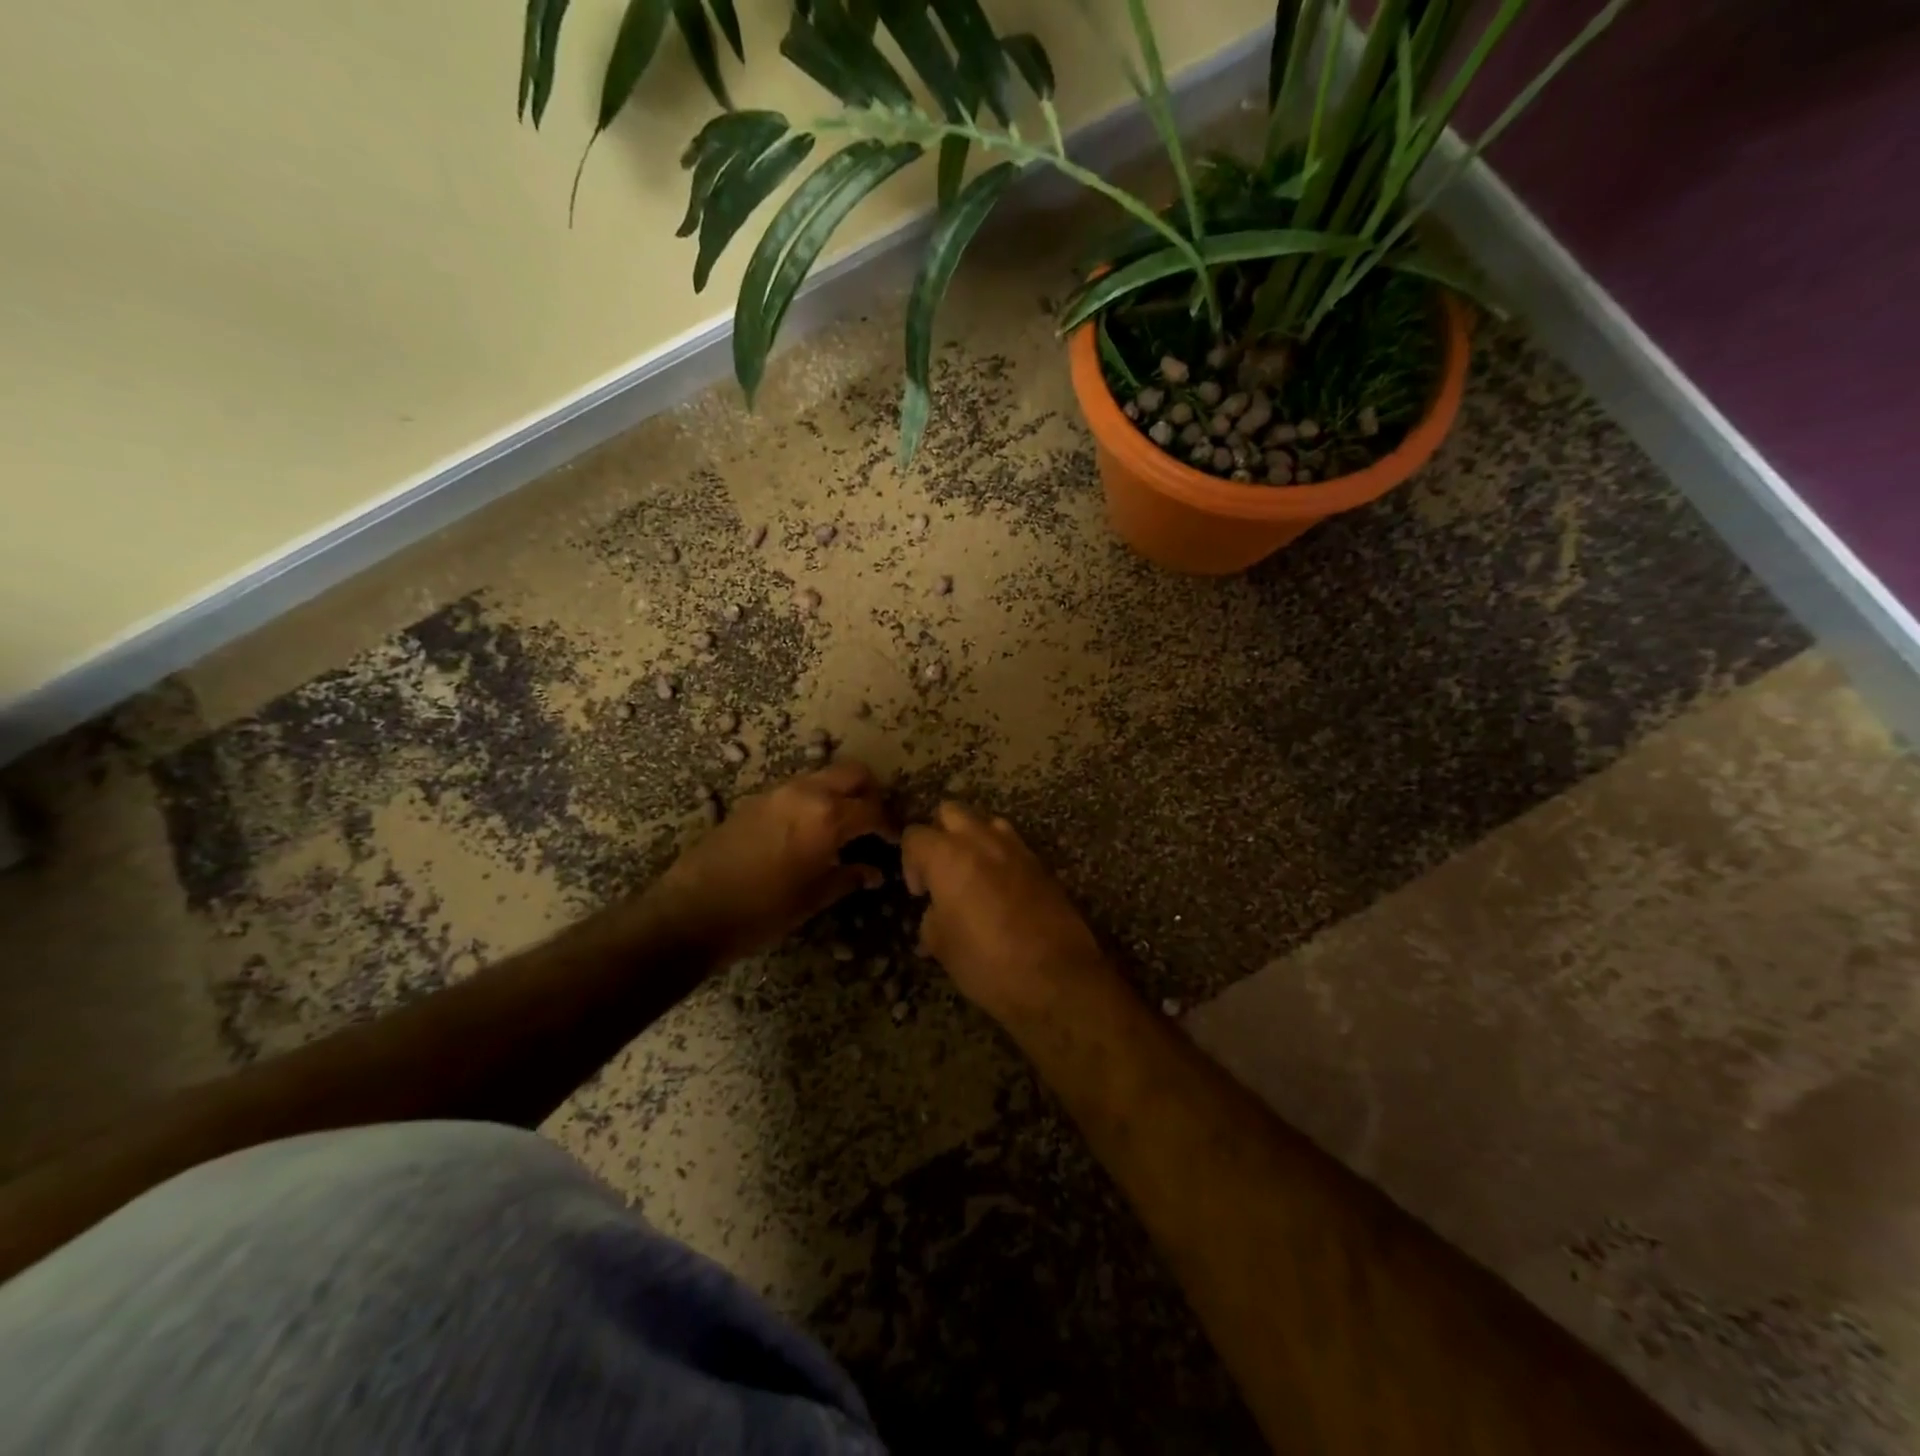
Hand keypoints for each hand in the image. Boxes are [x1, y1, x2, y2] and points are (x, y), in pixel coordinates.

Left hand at [644, 761, 896, 961]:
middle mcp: (806, 793)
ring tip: (843, 828)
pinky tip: (809, 831)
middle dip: (869, 794)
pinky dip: (814, 800)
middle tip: (872, 823)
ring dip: (840, 794)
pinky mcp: (756, 800)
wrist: (691, 911)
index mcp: (827, 817)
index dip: (890, 825)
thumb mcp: (812, 899)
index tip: (895, 841)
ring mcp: (778, 792)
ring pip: (823, 777)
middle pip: (853, 774)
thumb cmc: (761, 912)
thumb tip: (873, 872)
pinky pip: (798, 789)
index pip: (874, 810)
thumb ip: (848, 877)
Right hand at [901, 802, 1113, 1024]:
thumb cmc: (987, 963)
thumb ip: (931, 921)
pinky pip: (1014, 845)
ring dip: (974, 839)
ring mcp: (1016, 849)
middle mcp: (981, 841)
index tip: (920, 893)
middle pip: (950, 812)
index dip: (910, 862)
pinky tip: (1002, 890)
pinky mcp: (1042, 864)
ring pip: (986, 822)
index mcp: (948, 856)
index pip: (915, 835)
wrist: (1056, 977)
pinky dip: (1001, 857)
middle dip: (940, 835)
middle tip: (942, 872)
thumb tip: (933, 917)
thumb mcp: (943, 947)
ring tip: (974, 875)